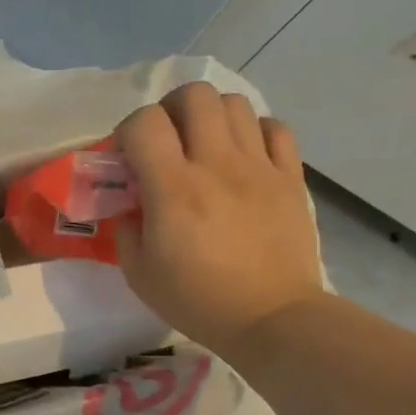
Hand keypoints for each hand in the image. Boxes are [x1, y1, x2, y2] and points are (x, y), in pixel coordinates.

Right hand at [114, 83, 323, 353]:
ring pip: (235, 104)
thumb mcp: (139, 273)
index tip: (128, 157)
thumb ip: (125, 229)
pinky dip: (254, 132)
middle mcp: (216, 165)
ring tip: (205, 145)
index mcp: (173, 189)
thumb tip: (130, 203)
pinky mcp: (290, 177)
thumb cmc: (198, 300)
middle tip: (167, 140)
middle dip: (172, 109)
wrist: (272, 318)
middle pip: (195, 95)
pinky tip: (244, 156)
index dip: (129, 130)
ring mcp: (259, 167)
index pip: (145, 122)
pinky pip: (275, 128)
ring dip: (211, 116)